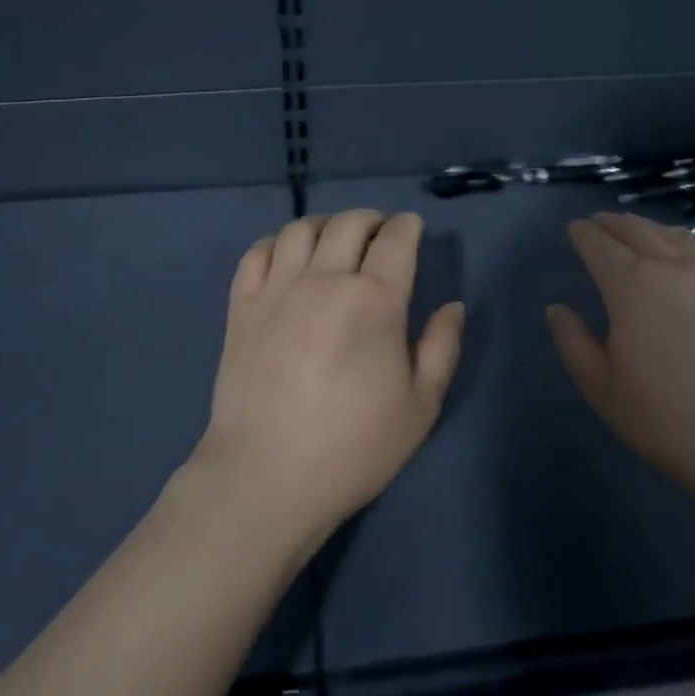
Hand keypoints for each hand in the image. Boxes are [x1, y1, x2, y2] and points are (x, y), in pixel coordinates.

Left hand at [192, 210, 465, 550]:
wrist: (267, 475)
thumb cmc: (354, 446)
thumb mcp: (420, 406)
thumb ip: (442, 348)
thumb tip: (452, 307)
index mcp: (375, 299)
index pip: (396, 239)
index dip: (408, 226)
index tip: (412, 229)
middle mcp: (325, 279)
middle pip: (349, 223)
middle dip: (372, 219)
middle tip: (380, 234)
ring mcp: (278, 289)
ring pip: (301, 229)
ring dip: (326, 224)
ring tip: (334, 241)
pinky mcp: (242, 307)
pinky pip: (257, 253)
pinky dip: (277, 244)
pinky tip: (288, 258)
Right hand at [546, 212, 694, 510]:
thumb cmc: (668, 420)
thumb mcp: (601, 388)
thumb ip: (573, 342)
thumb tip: (557, 308)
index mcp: (631, 285)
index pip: (599, 245)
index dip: (583, 234)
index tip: (574, 229)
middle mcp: (672, 266)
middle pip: (636, 229)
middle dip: (612, 222)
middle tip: (598, 222)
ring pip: (674, 234)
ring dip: (648, 226)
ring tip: (637, 231)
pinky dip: (682, 241)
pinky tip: (683, 253)